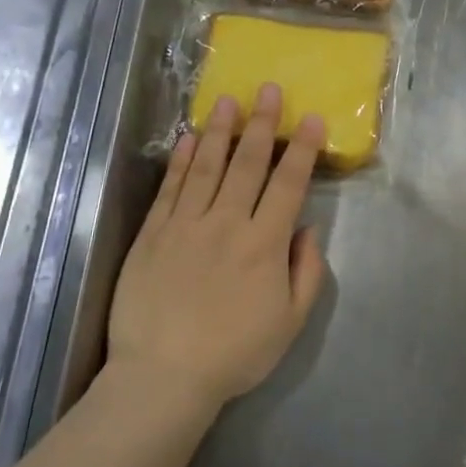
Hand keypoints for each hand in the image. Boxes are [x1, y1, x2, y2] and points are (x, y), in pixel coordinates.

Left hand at [106, 83, 329, 410]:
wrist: (163, 377)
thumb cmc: (235, 354)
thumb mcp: (290, 323)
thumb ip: (306, 272)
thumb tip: (307, 230)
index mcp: (264, 244)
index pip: (288, 184)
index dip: (303, 149)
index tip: (312, 119)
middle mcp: (227, 223)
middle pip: (248, 164)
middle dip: (263, 123)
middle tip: (269, 89)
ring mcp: (186, 225)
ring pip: (208, 166)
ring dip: (221, 130)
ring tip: (230, 100)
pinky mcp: (153, 234)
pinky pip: (171, 188)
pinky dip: (181, 160)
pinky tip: (190, 138)